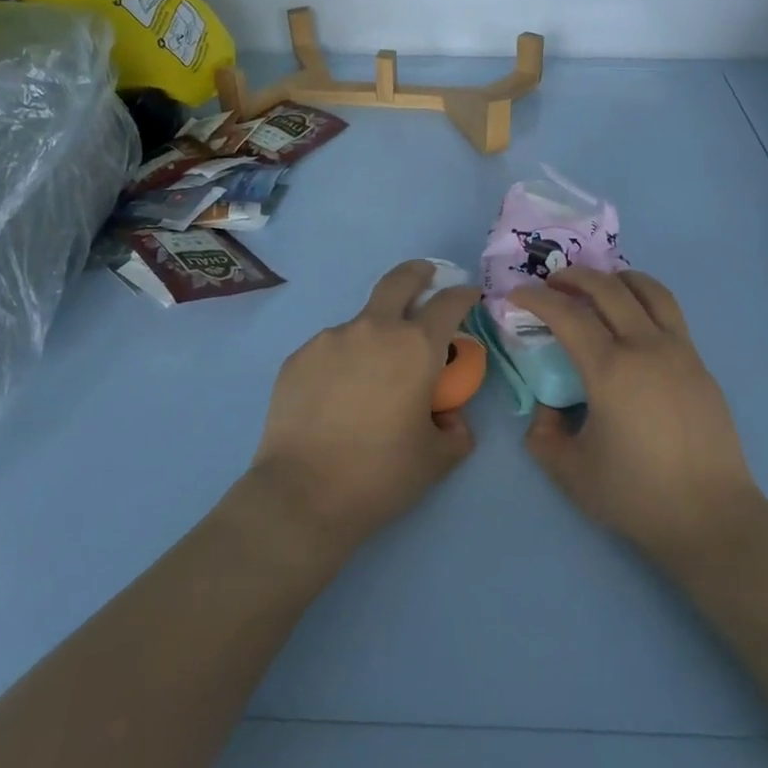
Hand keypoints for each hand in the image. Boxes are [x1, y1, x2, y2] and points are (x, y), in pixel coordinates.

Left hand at [249, 260, 480, 560]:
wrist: (302, 494)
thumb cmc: (381, 474)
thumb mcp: (438, 458)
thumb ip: (455, 429)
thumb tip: (448, 416)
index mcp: (416, 347)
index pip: (448, 303)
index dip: (464, 295)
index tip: (469, 296)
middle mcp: (374, 329)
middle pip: (399, 280)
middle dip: (418, 273)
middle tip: (426, 277)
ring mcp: (330, 339)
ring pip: (361, 322)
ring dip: (375, 334)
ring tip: (370, 378)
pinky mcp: (298, 357)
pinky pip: (330, 349)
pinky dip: (342, 361)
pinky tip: (336, 397)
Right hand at [511, 268, 764, 572]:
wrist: (712, 517)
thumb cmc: (637, 496)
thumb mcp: (571, 472)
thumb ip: (544, 435)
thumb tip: (548, 408)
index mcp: (610, 370)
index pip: (567, 315)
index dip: (536, 298)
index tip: (517, 295)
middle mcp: (646, 347)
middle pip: (608, 288)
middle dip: (574, 277)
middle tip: (552, 283)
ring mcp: (680, 352)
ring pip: (649, 291)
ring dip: (617, 278)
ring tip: (599, 286)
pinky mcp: (700, 365)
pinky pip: (670, 314)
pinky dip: (644, 301)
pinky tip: (633, 324)